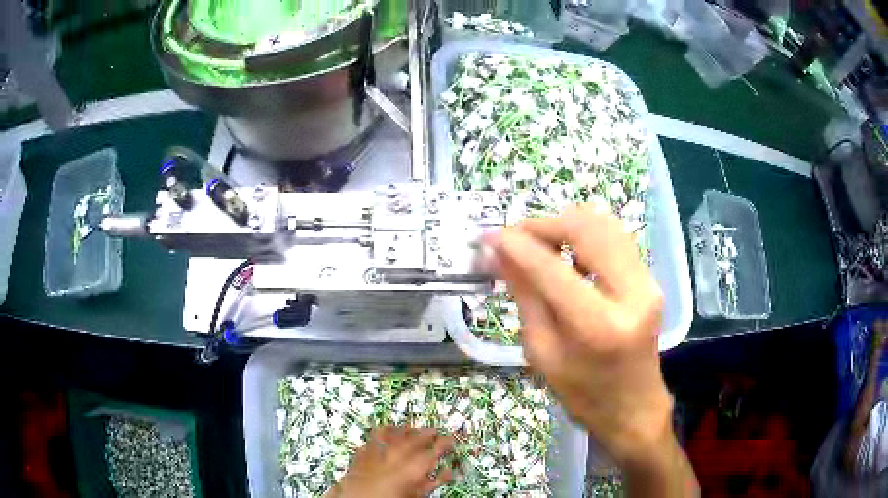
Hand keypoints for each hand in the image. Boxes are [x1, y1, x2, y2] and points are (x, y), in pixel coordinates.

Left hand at [326, 426, 455, 497]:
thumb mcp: (416, 495)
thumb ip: (432, 482)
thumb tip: (448, 472)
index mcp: (411, 470)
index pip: (433, 452)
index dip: (444, 444)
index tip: (451, 439)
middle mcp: (394, 458)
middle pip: (414, 440)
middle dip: (426, 434)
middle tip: (435, 431)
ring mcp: (376, 455)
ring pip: (394, 434)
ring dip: (405, 430)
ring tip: (412, 428)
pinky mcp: (361, 455)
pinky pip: (373, 438)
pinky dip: (383, 432)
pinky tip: (387, 430)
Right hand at [484, 204, 695, 494]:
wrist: (634, 407)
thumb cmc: (583, 393)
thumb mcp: (543, 351)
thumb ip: (525, 295)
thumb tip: (500, 253)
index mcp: (599, 327)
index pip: (552, 269)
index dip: (518, 246)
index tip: (490, 236)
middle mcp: (632, 294)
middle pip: (586, 229)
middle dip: (544, 225)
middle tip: (515, 238)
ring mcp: (648, 282)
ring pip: (604, 224)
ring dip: (565, 225)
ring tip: (539, 244)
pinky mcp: (650, 278)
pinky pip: (615, 238)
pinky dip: (585, 235)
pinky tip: (567, 253)